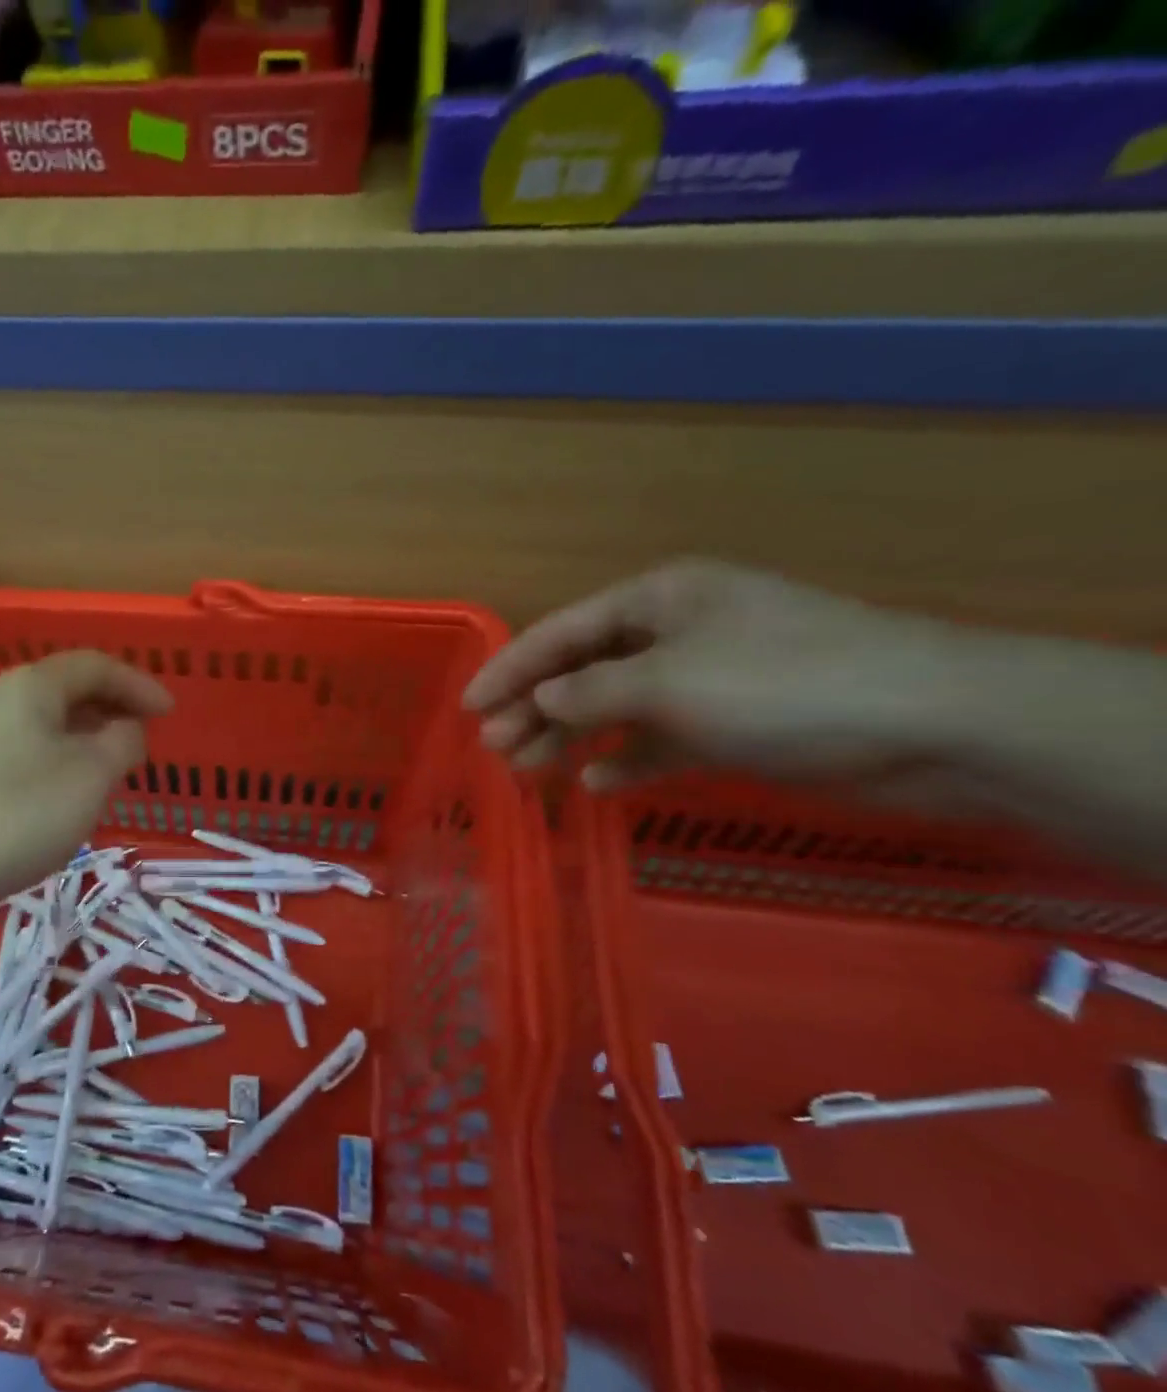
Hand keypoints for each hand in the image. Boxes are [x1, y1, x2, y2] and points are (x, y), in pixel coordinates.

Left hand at [0, 650, 172, 898]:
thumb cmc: (22, 811)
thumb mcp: (91, 774)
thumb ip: (122, 742)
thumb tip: (125, 729)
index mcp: (34, 685)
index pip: (97, 666)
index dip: (139, 684)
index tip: (169, 713)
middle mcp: (2, 697)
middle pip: (69, 689)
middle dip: (114, 708)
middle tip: (145, 737)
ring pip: (48, 721)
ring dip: (88, 735)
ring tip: (114, 767)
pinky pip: (29, 747)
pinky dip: (62, 756)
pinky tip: (70, 791)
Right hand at [463, 559, 977, 806]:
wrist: (931, 725)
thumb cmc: (780, 684)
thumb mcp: (667, 682)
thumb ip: (590, 693)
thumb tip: (539, 702)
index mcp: (659, 599)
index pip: (562, 632)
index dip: (509, 669)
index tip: (468, 707)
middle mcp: (675, 632)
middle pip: (582, 670)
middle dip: (534, 709)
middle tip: (493, 749)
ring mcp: (706, 679)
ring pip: (615, 708)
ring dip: (571, 738)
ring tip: (528, 772)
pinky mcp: (733, 724)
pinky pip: (660, 739)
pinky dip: (628, 759)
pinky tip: (598, 784)